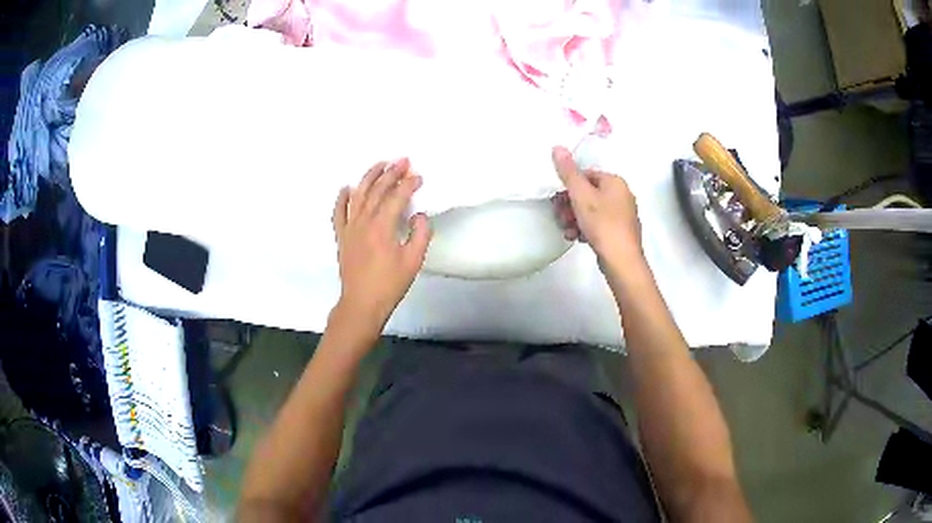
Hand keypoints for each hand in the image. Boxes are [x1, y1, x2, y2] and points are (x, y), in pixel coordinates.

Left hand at [331, 158, 431, 328]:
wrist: (361, 303)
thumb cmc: (389, 285)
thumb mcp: (413, 261)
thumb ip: (419, 235)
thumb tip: (418, 215)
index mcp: (382, 227)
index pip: (396, 197)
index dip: (408, 184)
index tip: (419, 176)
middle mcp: (363, 222)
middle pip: (377, 190)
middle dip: (391, 173)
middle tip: (403, 160)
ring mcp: (349, 228)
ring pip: (358, 195)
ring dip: (369, 177)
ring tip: (379, 164)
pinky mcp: (341, 236)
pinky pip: (339, 212)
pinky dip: (342, 198)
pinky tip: (347, 187)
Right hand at [550, 146, 642, 266]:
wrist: (621, 259)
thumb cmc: (602, 223)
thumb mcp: (581, 195)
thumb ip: (568, 172)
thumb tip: (557, 147)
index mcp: (615, 181)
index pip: (586, 175)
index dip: (569, 187)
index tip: (557, 200)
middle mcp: (622, 194)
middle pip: (588, 194)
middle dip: (570, 205)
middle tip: (560, 216)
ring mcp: (623, 214)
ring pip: (592, 211)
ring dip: (574, 219)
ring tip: (567, 230)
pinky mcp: (620, 232)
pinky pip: (599, 224)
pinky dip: (586, 228)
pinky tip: (577, 238)